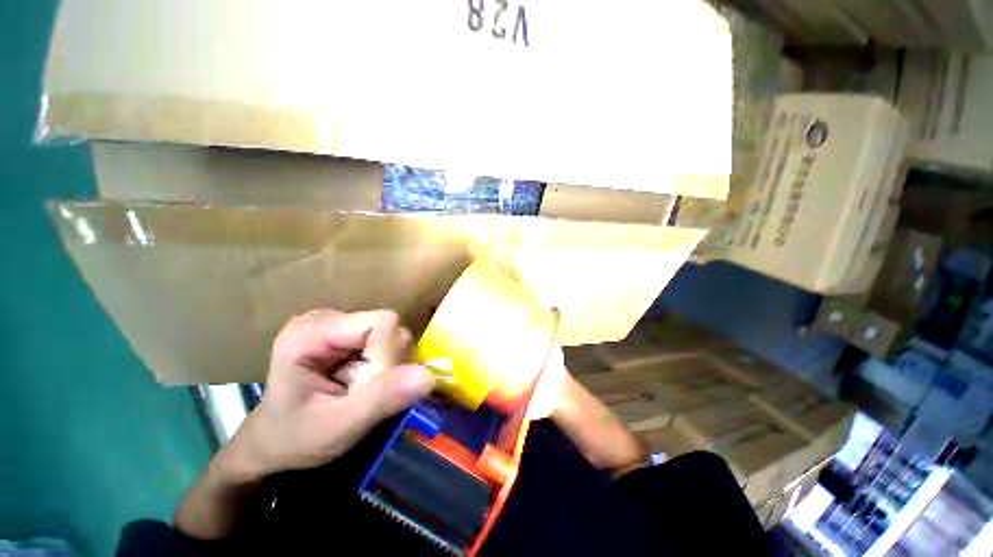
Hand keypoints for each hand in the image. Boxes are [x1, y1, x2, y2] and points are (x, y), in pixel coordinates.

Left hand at [225, 309, 435, 480]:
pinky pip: (388, 342)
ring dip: (391, 367)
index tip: (372, 390)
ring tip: (364, 391)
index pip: (382, 323)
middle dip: (390, 365)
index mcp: (312, 331)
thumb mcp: (336, 427)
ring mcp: (340, 324)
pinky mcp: (351, 335)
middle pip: (390, 327)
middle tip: (365, 394)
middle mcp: (328, 318)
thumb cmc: (294, 439)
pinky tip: (366, 382)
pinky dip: (388, 366)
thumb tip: (429, 376)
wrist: (274, 442)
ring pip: (393, 335)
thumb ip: (381, 399)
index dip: (390, 355)